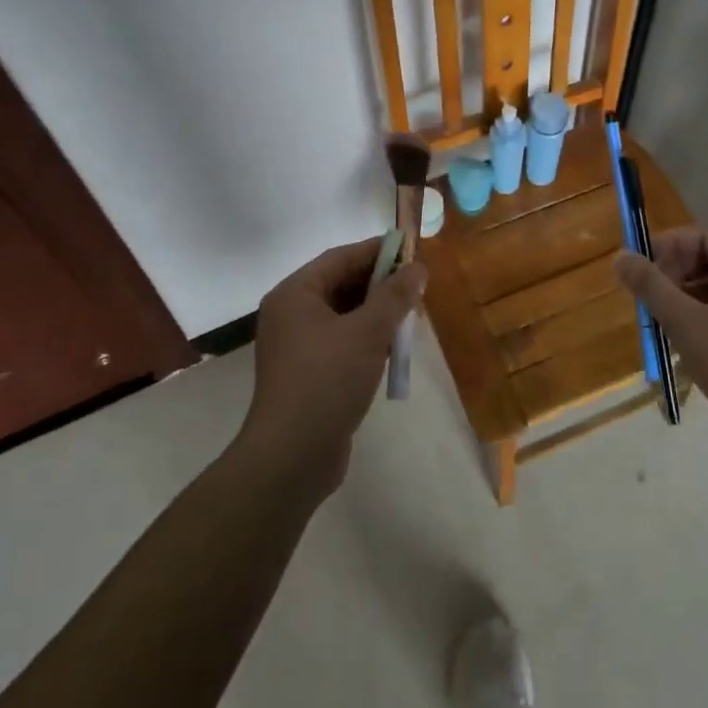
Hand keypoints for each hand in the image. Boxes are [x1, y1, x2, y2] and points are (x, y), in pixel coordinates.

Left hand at [237, 237, 426, 492]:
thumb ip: (394, 296)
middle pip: (341, 284)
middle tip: (416, 286)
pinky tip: (392, 348)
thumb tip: (417, 268)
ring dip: (377, 313)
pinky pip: (341, 340)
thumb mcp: (367, 333)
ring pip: (344, 315)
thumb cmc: (327, 381)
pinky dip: (366, 338)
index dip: (377, 251)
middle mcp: (290, 313)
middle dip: (380, 284)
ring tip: (410, 315)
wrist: (291, 457)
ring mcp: (296, 345)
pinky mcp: (307, 372)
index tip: (412, 250)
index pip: (340, 258)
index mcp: (295, 294)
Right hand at [613, 227, 707, 442]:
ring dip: (694, 298)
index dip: (666, 248)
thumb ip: (651, 286)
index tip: (641, 269)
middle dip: (678, 275)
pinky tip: (699, 342)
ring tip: (669, 323)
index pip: (703, 238)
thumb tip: (620, 256)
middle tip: (651, 299)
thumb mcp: (685, 324)